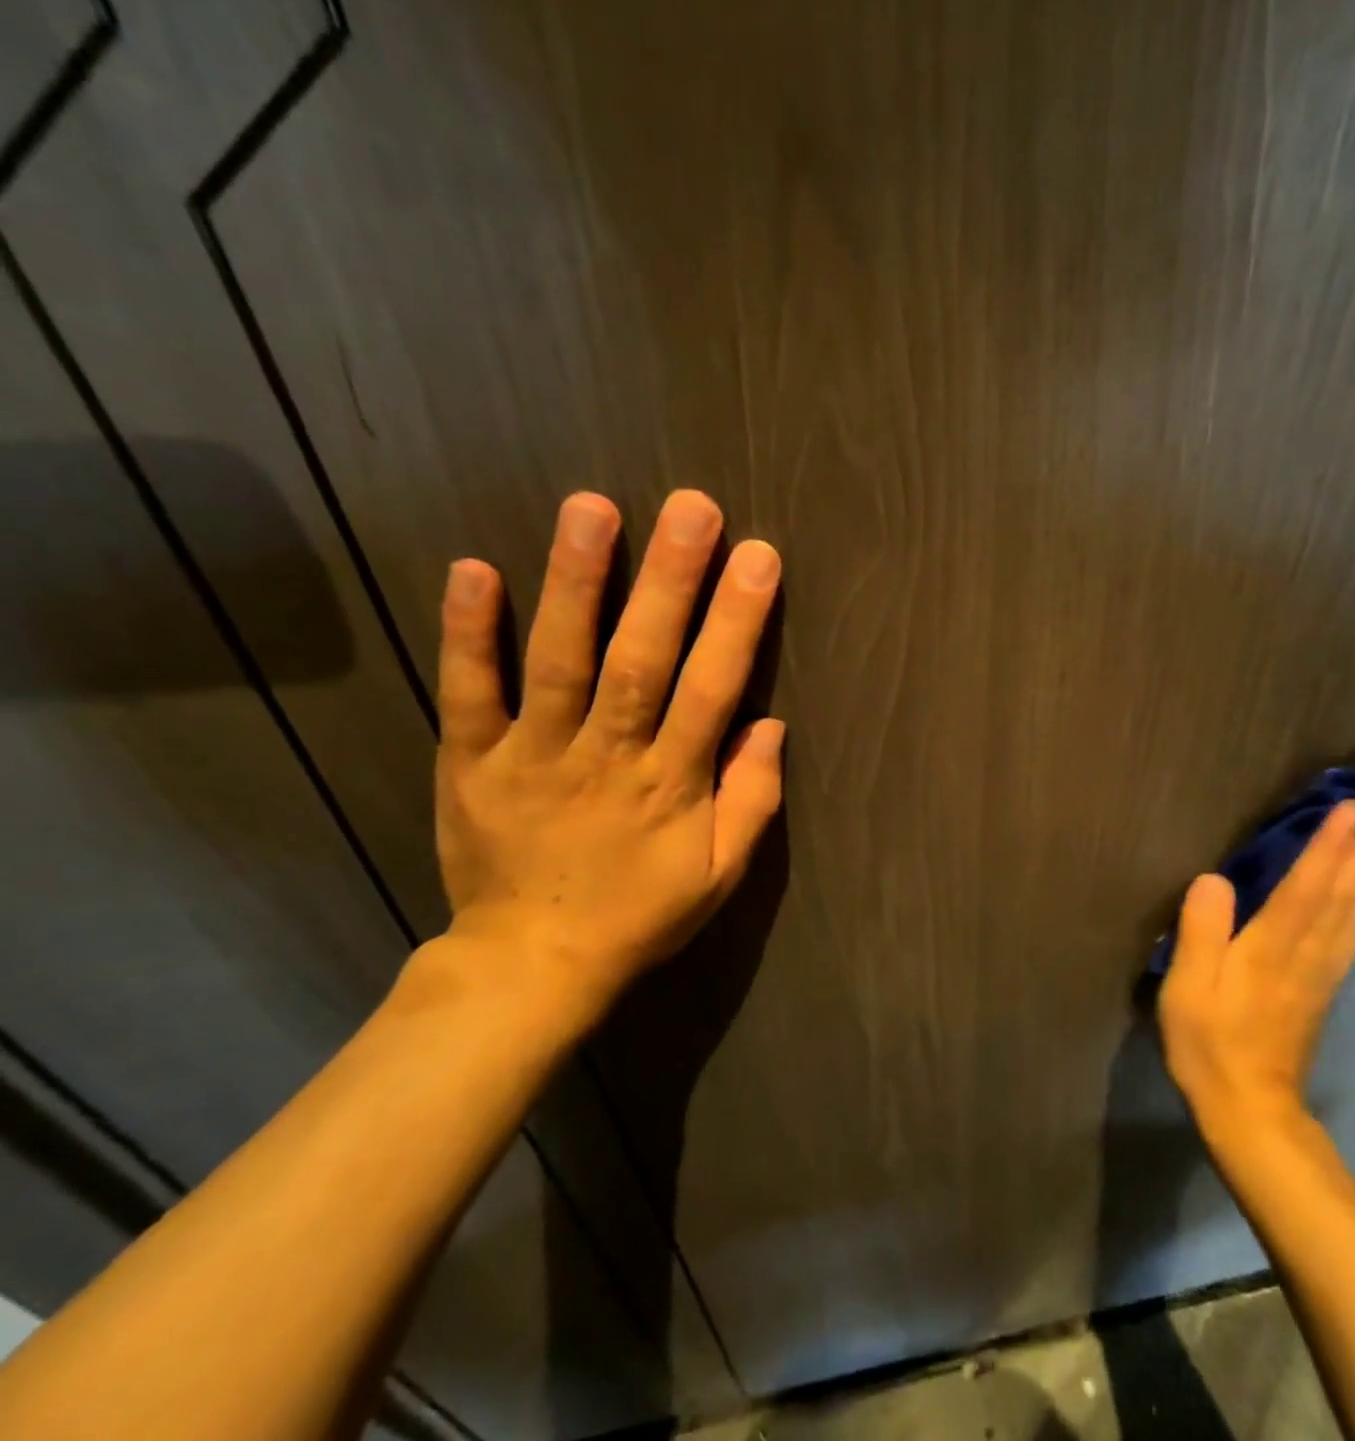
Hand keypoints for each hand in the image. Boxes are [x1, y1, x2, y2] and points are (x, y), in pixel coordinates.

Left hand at [414, 489, 784, 1040]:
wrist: (531, 965)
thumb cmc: (639, 915)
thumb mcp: (720, 876)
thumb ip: (752, 801)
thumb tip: (769, 725)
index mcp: (671, 784)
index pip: (711, 690)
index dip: (737, 623)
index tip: (758, 559)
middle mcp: (606, 756)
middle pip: (640, 660)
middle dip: (669, 581)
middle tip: (691, 508)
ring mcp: (532, 755)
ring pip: (558, 661)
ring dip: (575, 583)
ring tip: (592, 508)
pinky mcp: (470, 761)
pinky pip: (468, 693)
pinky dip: (468, 633)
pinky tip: (473, 568)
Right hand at [1158, 801, 1354, 1143]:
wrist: (1249, 1109)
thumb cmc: (1209, 1043)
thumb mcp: (1188, 988)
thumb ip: (1201, 931)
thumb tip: (1214, 878)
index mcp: (1270, 947)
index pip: (1305, 886)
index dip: (1328, 846)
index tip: (1351, 808)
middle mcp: (1306, 952)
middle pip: (1344, 895)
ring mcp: (1322, 971)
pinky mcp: (1325, 986)